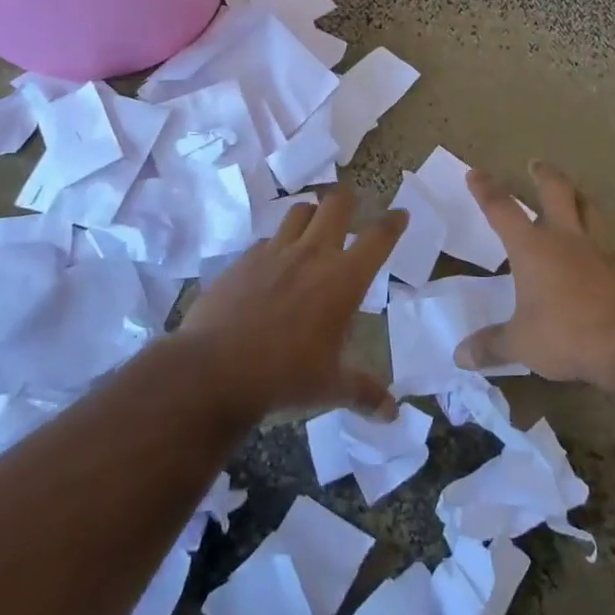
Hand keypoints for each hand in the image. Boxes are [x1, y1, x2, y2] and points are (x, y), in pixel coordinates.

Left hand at [182, 187, 404, 420]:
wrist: (213, 371)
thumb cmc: (284, 376)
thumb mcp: (331, 387)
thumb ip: (364, 393)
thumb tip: (391, 414)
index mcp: (344, 279)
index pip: (379, 238)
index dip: (393, 222)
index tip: (400, 214)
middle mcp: (313, 254)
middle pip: (336, 204)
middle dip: (348, 200)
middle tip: (351, 207)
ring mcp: (274, 252)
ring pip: (299, 211)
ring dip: (311, 214)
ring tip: (312, 227)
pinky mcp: (243, 260)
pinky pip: (266, 240)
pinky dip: (276, 245)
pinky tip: (272, 265)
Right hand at [455, 160, 614, 390]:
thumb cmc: (566, 335)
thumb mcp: (521, 344)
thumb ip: (491, 346)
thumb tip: (460, 356)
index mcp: (533, 249)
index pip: (503, 210)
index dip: (487, 190)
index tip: (476, 172)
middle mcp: (566, 239)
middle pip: (556, 192)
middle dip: (544, 175)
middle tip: (537, 164)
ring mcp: (599, 249)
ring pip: (589, 209)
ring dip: (579, 197)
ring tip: (574, 194)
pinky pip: (607, 242)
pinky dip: (598, 238)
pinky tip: (596, 252)